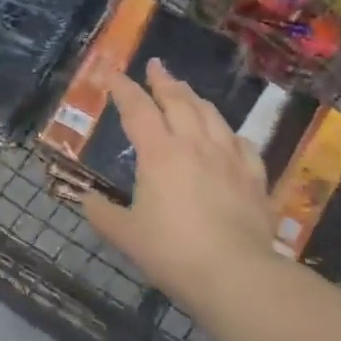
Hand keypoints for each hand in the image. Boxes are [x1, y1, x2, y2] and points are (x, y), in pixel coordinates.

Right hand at [82, 59, 281, 297]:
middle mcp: (194, 145)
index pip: (137, 109)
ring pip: (211, 116)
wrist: (236, 274)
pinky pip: (242, 144)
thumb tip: (86, 200)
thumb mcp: (125, 235)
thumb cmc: (172, 251)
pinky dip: (229, 133)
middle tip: (155, 66)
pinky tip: (228, 135)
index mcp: (159, 153)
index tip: (112, 74)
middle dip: (163, 81)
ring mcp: (229, 158)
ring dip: (195, 98)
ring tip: (186, 91)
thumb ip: (102, 214)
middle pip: (178, 101)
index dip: (122, 88)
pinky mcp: (254, 178)